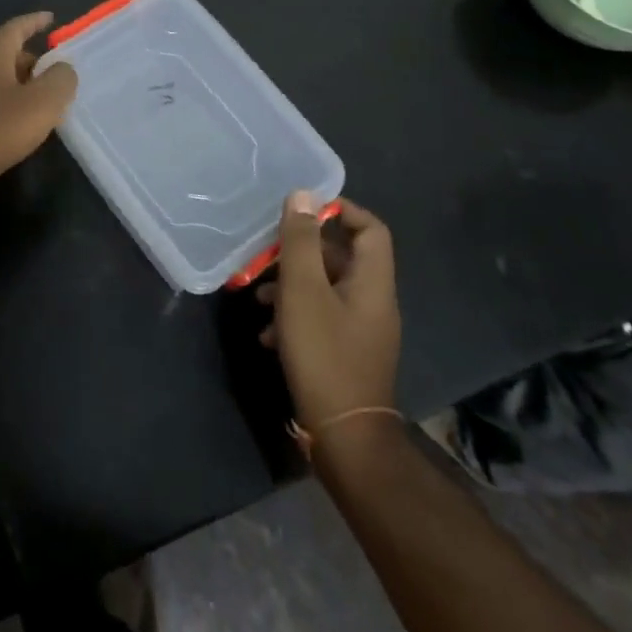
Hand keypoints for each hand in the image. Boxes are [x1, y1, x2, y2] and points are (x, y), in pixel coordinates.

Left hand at [0, 12, 76, 204]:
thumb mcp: (41, 102)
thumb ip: (60, 80)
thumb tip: (63, 69)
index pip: (14, 29)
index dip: (34, 21)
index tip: (51, 19)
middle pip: (7, 56)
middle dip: (33, 60)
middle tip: (57, 74)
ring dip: (23, 87)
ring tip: (46, 103)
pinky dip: (10, 107)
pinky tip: (22, 127)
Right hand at [258, 193, 400, 427]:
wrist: (344, 436)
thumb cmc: (324, 354)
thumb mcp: (303, 291)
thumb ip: (301, 241)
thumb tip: (303, 195)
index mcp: (372, 282)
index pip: (370, 229)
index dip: (341, 211)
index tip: (302, 210)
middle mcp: (373, 302)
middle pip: (341, 259)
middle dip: (301, 253)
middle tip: (266, 253)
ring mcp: (361, 330)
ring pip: (325, 289)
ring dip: (290, 286)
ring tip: (258, 297)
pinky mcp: (346, 353)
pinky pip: (320, 318)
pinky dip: (293, 316)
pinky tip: (266, 334)